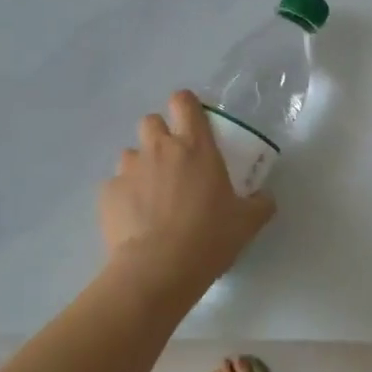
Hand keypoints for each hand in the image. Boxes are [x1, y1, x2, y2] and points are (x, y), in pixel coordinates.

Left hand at [100, 90, 274, 284]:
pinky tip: (135, 219)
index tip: (192, 122)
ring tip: (151, 196)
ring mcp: (129, 169)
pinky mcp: (107, 193)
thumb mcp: (247, 222)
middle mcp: (159, 149)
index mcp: (196, 147)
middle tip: (173, 162)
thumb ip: (260, 203)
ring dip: (141, 166)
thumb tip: (264, 198)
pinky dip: (125, 196)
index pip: (184, 102)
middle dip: (160, 135)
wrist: (157, 269)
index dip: (186, 106)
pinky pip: (116, 185)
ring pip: (131, 153)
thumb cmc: (208, 238)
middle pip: (151, 121)